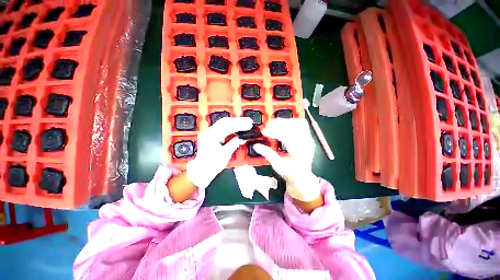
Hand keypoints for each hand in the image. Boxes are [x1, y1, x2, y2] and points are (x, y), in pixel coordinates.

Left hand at [186, 117, 252, 188]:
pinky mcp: (210, 135)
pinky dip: (230, 126)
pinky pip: (221, 127)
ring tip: (244, 123)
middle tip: (248, 122)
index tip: (249, 124)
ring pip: (223, 123)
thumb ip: (234, 144)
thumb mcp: (225, 154)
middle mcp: (210, 132)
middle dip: (238, 121)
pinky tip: (236, 127)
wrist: (201, 170)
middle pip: (225, 121)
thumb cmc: (212, 164)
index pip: (228, 126)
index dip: (240, 124)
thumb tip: (242, 138)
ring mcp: (209, 133)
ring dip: (234, 122)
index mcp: (212, 136)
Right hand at [253, 118, 320, 201]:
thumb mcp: (278, 166)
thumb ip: (268, 155)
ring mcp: (309, 139)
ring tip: (273, 124)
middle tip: (266, 127)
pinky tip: (283, 125)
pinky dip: (290, 122)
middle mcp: (307, 145)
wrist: (303, 177)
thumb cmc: (290, 173)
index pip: (287, 138)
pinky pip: (301, 124)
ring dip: (284, 122)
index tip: (263, 132)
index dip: (274, 132)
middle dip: (278, 125)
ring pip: (298, 123)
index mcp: (299, 154)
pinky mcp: (308, 137)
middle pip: (293, 128)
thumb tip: (255, 146)